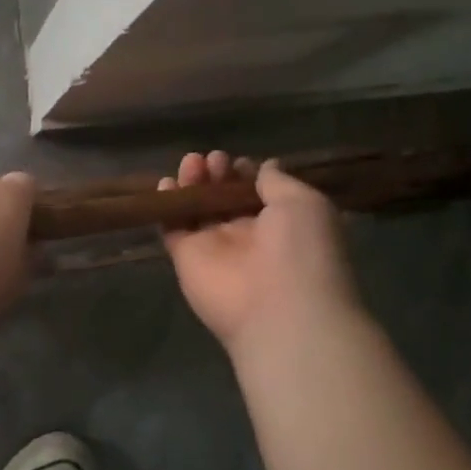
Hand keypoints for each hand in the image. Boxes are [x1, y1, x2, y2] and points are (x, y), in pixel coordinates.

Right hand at [160, 151, 360, 355]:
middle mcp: (247, 234)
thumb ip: (278, 182)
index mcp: (281, 223)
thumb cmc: (303, 250)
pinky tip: (166, 184)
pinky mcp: (186, 258)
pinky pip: (172, 227)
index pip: (256, 191)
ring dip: (193, 182)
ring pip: (197, 208)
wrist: (280, 309)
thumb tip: (266, 166)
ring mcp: (214, 247)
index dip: (245, 173)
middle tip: (214, 160)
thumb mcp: (304, 203)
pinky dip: (167, 205)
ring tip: (193, 163)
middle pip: (223, 196)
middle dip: (218, 173)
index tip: (239, 161)